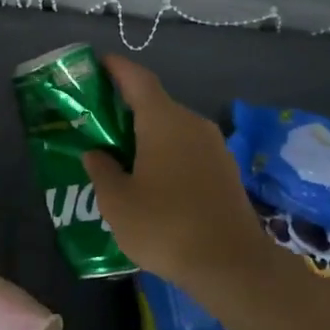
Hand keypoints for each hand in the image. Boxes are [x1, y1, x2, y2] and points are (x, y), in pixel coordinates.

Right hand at [82, 56, 265, 285]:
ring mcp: (214, 146)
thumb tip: (96, 154)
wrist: (233, 266)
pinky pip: (188, 148)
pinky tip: (153, 179)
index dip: (116, 68)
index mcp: (163, 120)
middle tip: (99, 121)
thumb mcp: (117, 202)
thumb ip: (101, 171)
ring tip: (122, 153)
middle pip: (155, 103)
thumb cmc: (166, 226)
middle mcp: (191, 123)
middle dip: (127, 107)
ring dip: (147, 134)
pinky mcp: (225, 170)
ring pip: (173, 128)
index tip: (98, 63)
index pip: (137, 79)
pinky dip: (167, 153)